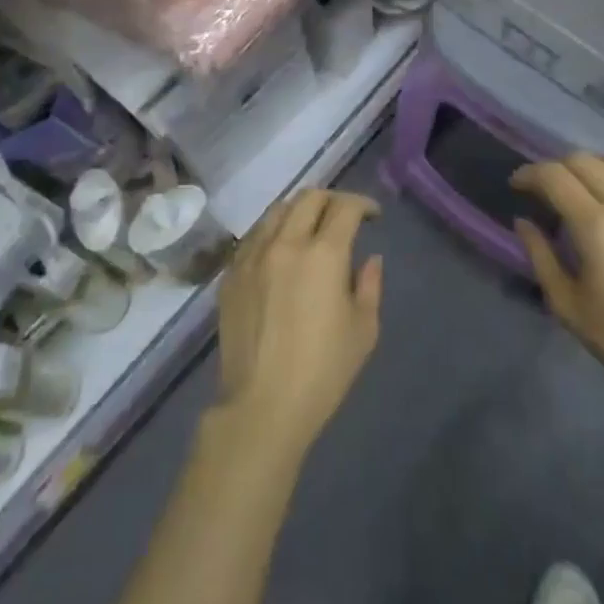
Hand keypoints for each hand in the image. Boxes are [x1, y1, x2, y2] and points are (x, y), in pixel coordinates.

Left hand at [214, 188, 382, 461]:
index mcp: (323, 254)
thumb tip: (370, 258)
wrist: (262, 405)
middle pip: (308, 197)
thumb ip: (369, 285)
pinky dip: (273, 231)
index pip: (344, 207)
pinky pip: (254, 235)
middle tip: (344, 217)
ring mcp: (252, 255)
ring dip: (300, 210)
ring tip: (311, 228)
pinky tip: (281, 250)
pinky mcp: (231, 273)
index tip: (372, 215)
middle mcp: (285, 243)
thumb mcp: (363, 330)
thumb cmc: (322, 372)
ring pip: (277, 210)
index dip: (362, 204)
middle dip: (332, 200)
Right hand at [513, 154, 603, 419]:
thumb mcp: (568, 305)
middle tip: (545, 191)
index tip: (516, 186)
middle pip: (582, 160)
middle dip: (555, 168)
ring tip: (581, 189)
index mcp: (596, 226)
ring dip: (590, 167)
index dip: (528, 174)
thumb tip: (523, 222)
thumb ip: (540, 256)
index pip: (553, 176)